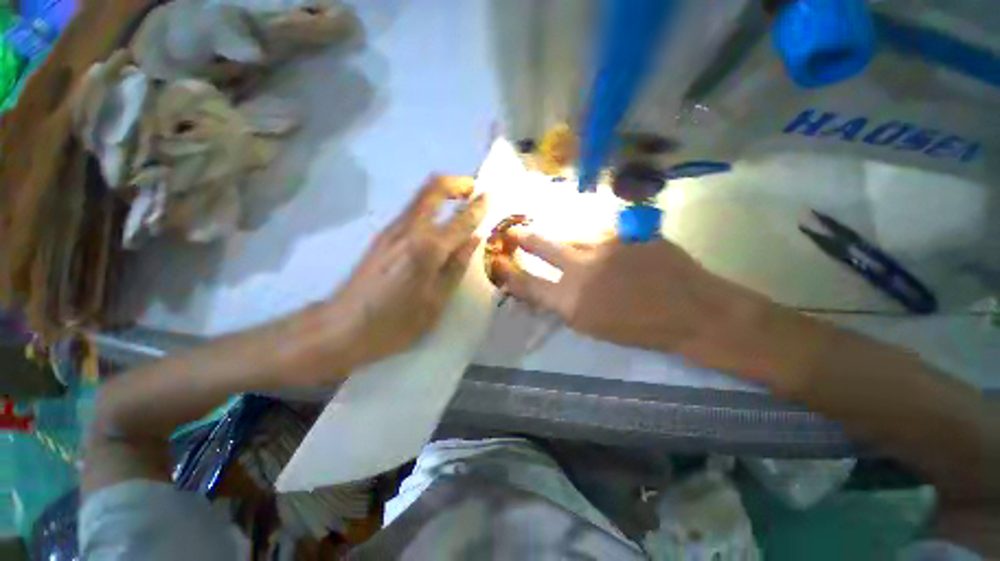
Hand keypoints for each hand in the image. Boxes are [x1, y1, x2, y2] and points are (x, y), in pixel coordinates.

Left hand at [309, 175, 485, 373]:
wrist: (342, 327)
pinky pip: (411, 211)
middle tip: (473, 188)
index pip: (460, 219)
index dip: (477, 206)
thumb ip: (456, 266)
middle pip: (432, 189)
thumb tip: (474, 239)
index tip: (489, 196)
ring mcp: (391, 230)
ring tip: (460, 204)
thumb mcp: (436, 301)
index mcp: (427, 249)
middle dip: (456, 183)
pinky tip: (438, 225)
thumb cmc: (396, 322)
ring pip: (420, 197)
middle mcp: (409, 230)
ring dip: (442, 193)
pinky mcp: (382, 236)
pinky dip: (430, 206)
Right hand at [494, 232, 806, 384]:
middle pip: (542, 245)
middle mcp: (581, 269)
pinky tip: (602, 246)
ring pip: (571, 236)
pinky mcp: (624, 232)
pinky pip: (598, 232)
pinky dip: (593, 239)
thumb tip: (547, 287)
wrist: (693, 311)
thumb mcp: (592, 326)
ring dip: (564, 240)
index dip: (509, 272)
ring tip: (565, 243)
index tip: (498, 262)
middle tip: (513, 231)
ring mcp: (604, 245)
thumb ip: (564, 303)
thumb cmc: (640, 328)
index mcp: (571, 302)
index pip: (528, 283)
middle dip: (524, 237)